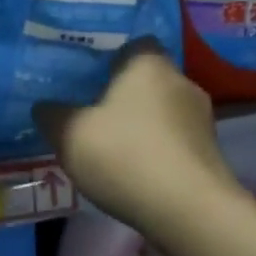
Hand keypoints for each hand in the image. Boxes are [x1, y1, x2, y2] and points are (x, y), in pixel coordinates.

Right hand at [32, 39, 248, 233]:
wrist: (190, 213)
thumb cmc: (125, 156)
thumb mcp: (69, 134)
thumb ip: (52, 114)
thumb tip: (44, 106)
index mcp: (148, 64)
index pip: (132, 43)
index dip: (110, 56)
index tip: (87, 74)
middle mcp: (181, 82)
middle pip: (147, 78)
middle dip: (122, 92)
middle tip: (90, 109)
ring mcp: (202, 119)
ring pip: (162, 111)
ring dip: (140, 124)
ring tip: (110, 144)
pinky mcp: (211, 154)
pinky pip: (174, 140)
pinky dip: (155, 149)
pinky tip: (134, 170)